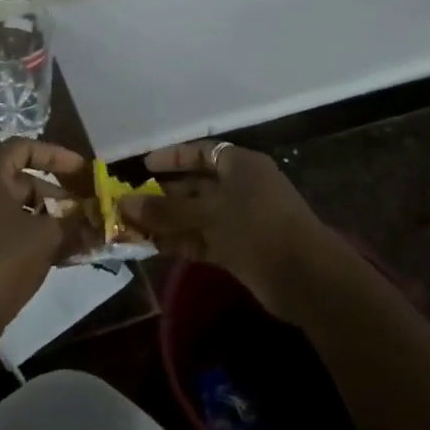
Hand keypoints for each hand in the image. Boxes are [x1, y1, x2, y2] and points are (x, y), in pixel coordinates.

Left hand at [0, 140, 93, 354]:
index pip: (23, 147)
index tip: (82, 171)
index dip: (56, 155)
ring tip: (75, 236)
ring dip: (43, 218)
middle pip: (17, 179)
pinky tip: (55, 255)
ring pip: (9, 207)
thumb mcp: (46, 237)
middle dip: (54, 193)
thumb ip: (73, 223)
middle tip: (82, 210)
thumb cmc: (1, 262)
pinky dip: (25, 234)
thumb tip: (97, 222)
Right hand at [119, 141, 330, 321]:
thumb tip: (124, 203)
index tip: (144, 166)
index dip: (172, 157)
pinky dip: (180, 242)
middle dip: (164, 193)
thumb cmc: (257, 227)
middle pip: (197, 184)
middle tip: (130, 201)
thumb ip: (165, 210)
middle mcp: (241, 187)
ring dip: (167, 221)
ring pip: (197, 215)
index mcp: (240, 165)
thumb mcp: (207, 213)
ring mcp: (241, 220)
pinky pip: (203, 239)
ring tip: (132, 226)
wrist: (305, 277)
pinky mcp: (240, 249)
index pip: (201, 152)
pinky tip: (151, 246)